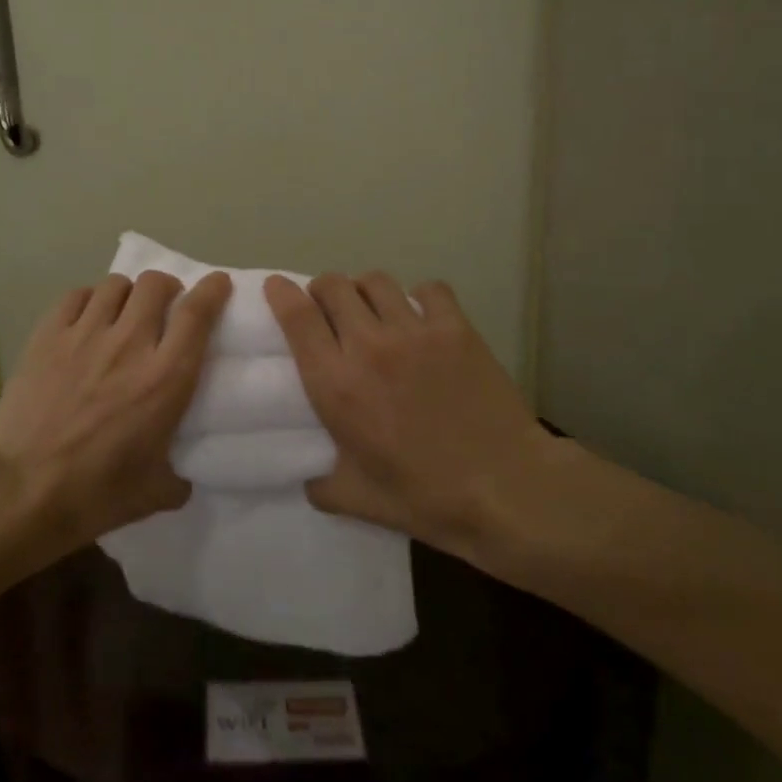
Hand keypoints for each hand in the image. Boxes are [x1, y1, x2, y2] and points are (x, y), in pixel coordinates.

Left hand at [0, 270, 232, 550]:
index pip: (196, 314)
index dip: (212, 290)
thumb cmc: (94, 494)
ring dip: (128, 294)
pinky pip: (76, 295)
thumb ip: (177, 478)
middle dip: (167, 287)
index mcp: (165, 379)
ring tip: (123, 312)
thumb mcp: (154, 493)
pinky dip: (89, 300)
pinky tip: (86, 319)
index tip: (217, 284)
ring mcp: (84, 334)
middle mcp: (129, 344)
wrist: (20, 489)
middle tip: (165, 305)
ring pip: (115, 285)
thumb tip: (181, 477)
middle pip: (155, 284)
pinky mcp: (47, 335)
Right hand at [264, 272, 552, 556]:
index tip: (276, 287)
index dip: (281, 293)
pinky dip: (419, 297)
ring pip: (376, 281)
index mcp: (336, 384)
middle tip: (329, 310)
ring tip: (373, 310)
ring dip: (365, 291)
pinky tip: (423, 319)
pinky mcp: (456, 329)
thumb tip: (308, 478)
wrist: (505, 489)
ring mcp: (415, 332)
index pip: (297, 317)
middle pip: (333, 286)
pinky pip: (428, 289)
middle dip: (323, 291)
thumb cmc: (425, 496)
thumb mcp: (356, 500)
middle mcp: (369, 346)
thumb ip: (321, 484)